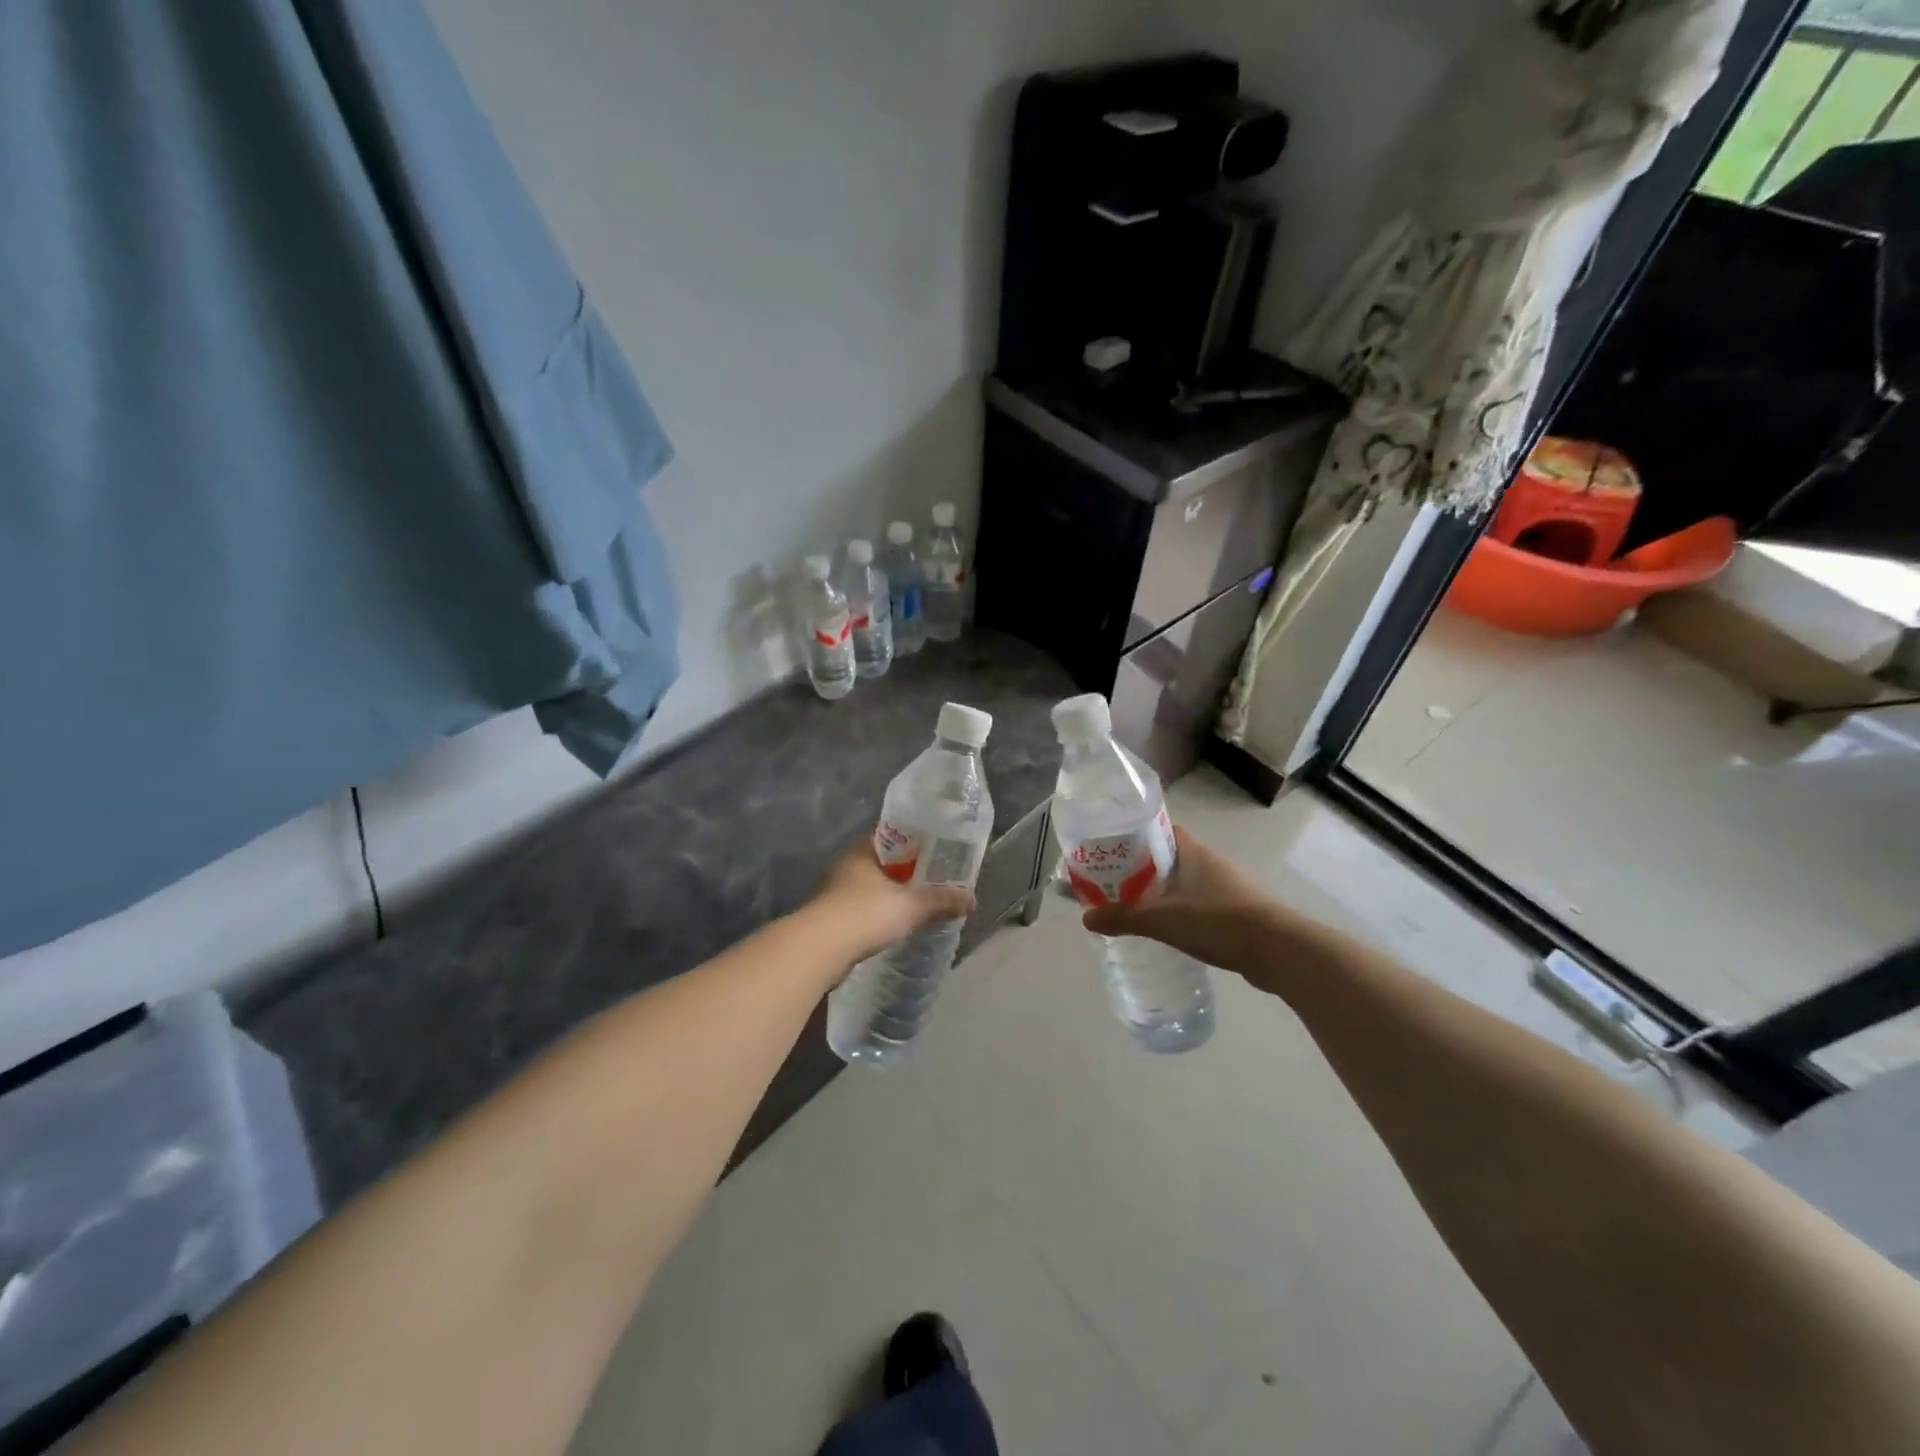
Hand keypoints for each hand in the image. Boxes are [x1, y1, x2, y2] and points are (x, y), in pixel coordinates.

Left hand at [807, 842, 974, 965]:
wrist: (819, 950)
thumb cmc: (865, 914)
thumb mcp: (911, 906)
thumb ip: (941, 901)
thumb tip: (972, 899)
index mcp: (863, 851)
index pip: (890, 835)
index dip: (913, 840)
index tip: (934, 849)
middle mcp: (846, 866)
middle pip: (881, 863)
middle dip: (904, 871)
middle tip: (931, 879)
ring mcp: (835, 893)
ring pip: (869, 888)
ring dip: (889, 895)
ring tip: (915, 904)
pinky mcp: (830, 919)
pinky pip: (861, 911)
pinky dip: (877, 915)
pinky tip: (892, 926)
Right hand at [1080, 827, 1279, 974]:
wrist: (1279, 951)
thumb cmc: (1218, 922)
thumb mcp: (1162, 919)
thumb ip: (1123, 917)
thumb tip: (1085, 918)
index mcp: (1192, 850)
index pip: (1157, 829)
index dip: (1132, 836)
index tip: (1109, 851)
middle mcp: (1209, 861)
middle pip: (1166, 856)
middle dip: (1140, 868)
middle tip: (1112, 884)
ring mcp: (1225, 886)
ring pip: (1183, 882)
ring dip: (1160, 891)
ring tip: (1133, 908)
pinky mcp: (1235, 911)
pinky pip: (1198, 903)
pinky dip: (1179, 911)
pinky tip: (1167, 930)